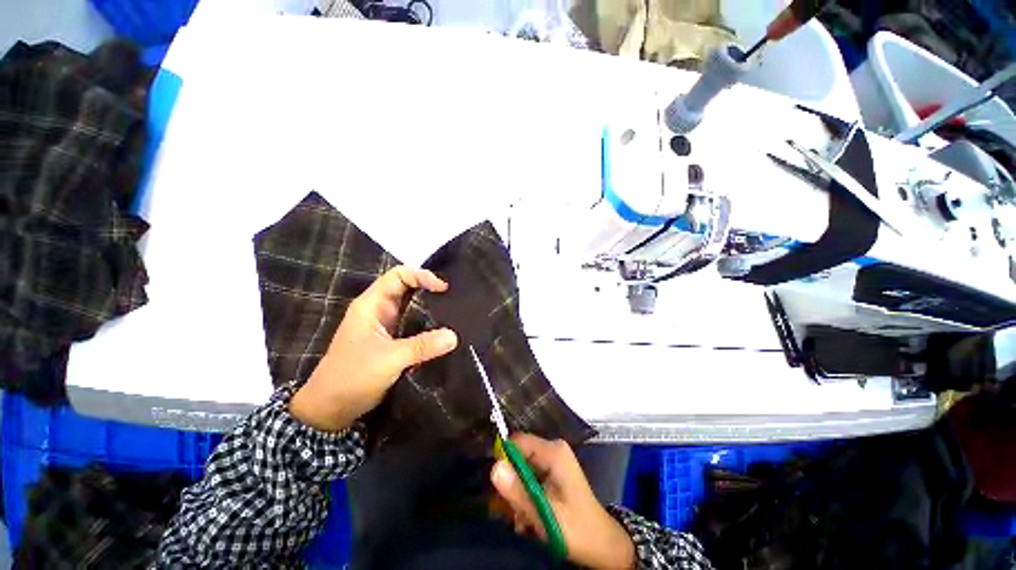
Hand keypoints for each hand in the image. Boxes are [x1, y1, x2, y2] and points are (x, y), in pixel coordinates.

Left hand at [290, 266, 458, 431]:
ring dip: (430, 307)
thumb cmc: (353, 377)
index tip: (443, 289)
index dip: (422, 276)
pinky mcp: (391, 339)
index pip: (399, 275)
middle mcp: (379, 309)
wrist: (331, 408)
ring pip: (412, 306)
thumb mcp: (390, 359)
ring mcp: (385, 325)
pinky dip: (428, 323)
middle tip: (453, 298)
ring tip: (453, 311)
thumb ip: (422, 346)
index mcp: (372, 304)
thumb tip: (454, 336)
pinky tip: (442, 329)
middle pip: (407, 287)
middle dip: (429, 289)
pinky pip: (413, 324)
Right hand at [491, 434, 635, 569]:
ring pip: (522, 471)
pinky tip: (528, 519)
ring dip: (518, 496)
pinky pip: (530, 478)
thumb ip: (518, 492)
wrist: (603, 546)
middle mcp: (553, 450)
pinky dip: (525, 497)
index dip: (504, 461)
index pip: (517, 442)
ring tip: (522, 521)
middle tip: (513, 513)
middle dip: (512, 485)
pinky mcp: (552, 472)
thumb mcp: (544, 514)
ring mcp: (553, 461)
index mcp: (554, 452)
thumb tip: (493, 467)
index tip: (500, 490)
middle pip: (518, 457)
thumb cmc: (576, 529)